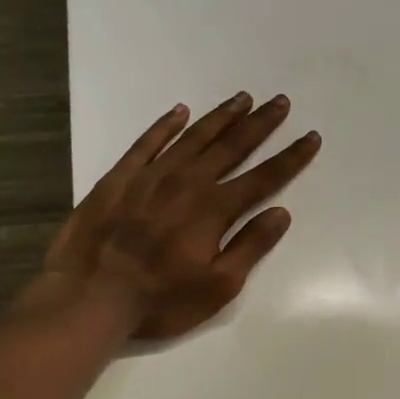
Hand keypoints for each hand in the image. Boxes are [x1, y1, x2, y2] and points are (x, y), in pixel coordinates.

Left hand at [41, 91, 320, 341]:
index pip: (264, 177)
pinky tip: (179, 111)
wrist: (88, 297)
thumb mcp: (218, 286)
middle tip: (280, 101)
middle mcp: (187, 182)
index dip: (291, 157)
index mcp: (214, 209)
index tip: (311, 137)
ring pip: (194, 137)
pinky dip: (165, 125)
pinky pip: (147, 143)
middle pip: (232, 146)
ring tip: (243, 98)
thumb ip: (250, 245)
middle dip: (260, 124)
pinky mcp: (119, 178)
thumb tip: (281, 212)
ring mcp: (150, 176)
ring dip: (221, 117)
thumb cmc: (160, 300)